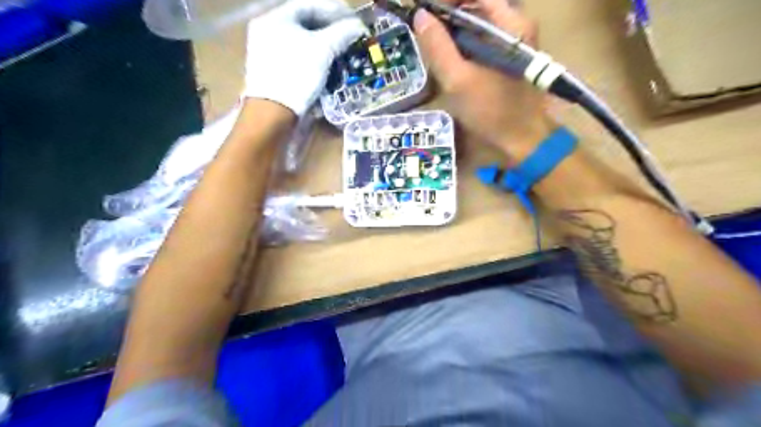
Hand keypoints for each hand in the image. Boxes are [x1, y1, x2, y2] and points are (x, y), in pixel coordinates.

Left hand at [240, 0, 365, 116]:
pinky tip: (326, 64)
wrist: (274, 111)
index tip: (353, 17)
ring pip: (301, 41)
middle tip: (349, 34)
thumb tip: (359, 25)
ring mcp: (267, 52)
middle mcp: (268, 31)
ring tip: (341, 50)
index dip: (334, 9)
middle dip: (329, 28)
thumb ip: (342, 33)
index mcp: (275, 19)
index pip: (309, 5)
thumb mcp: (323, 50)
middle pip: (304, 23)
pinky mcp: (272, 71)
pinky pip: (296, 56)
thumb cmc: (297, 74)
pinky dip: (313, 57)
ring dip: (323, 44)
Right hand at [414, 0, 557, 159]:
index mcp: (509, 24)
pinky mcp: (507, 58)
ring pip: (477, 25)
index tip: (424, 12)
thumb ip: (438, 47)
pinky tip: (450, 62)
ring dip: (453, 33)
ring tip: (433, 48)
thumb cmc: (492, 111)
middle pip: (475, 6)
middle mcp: (514, 25)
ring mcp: (512, 42)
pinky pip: (481, 42)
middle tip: (424, 32)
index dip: (448, 0)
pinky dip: (462, 47)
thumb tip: (420, 16)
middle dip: (447, 16)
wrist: (522, 139)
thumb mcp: (458, 80)